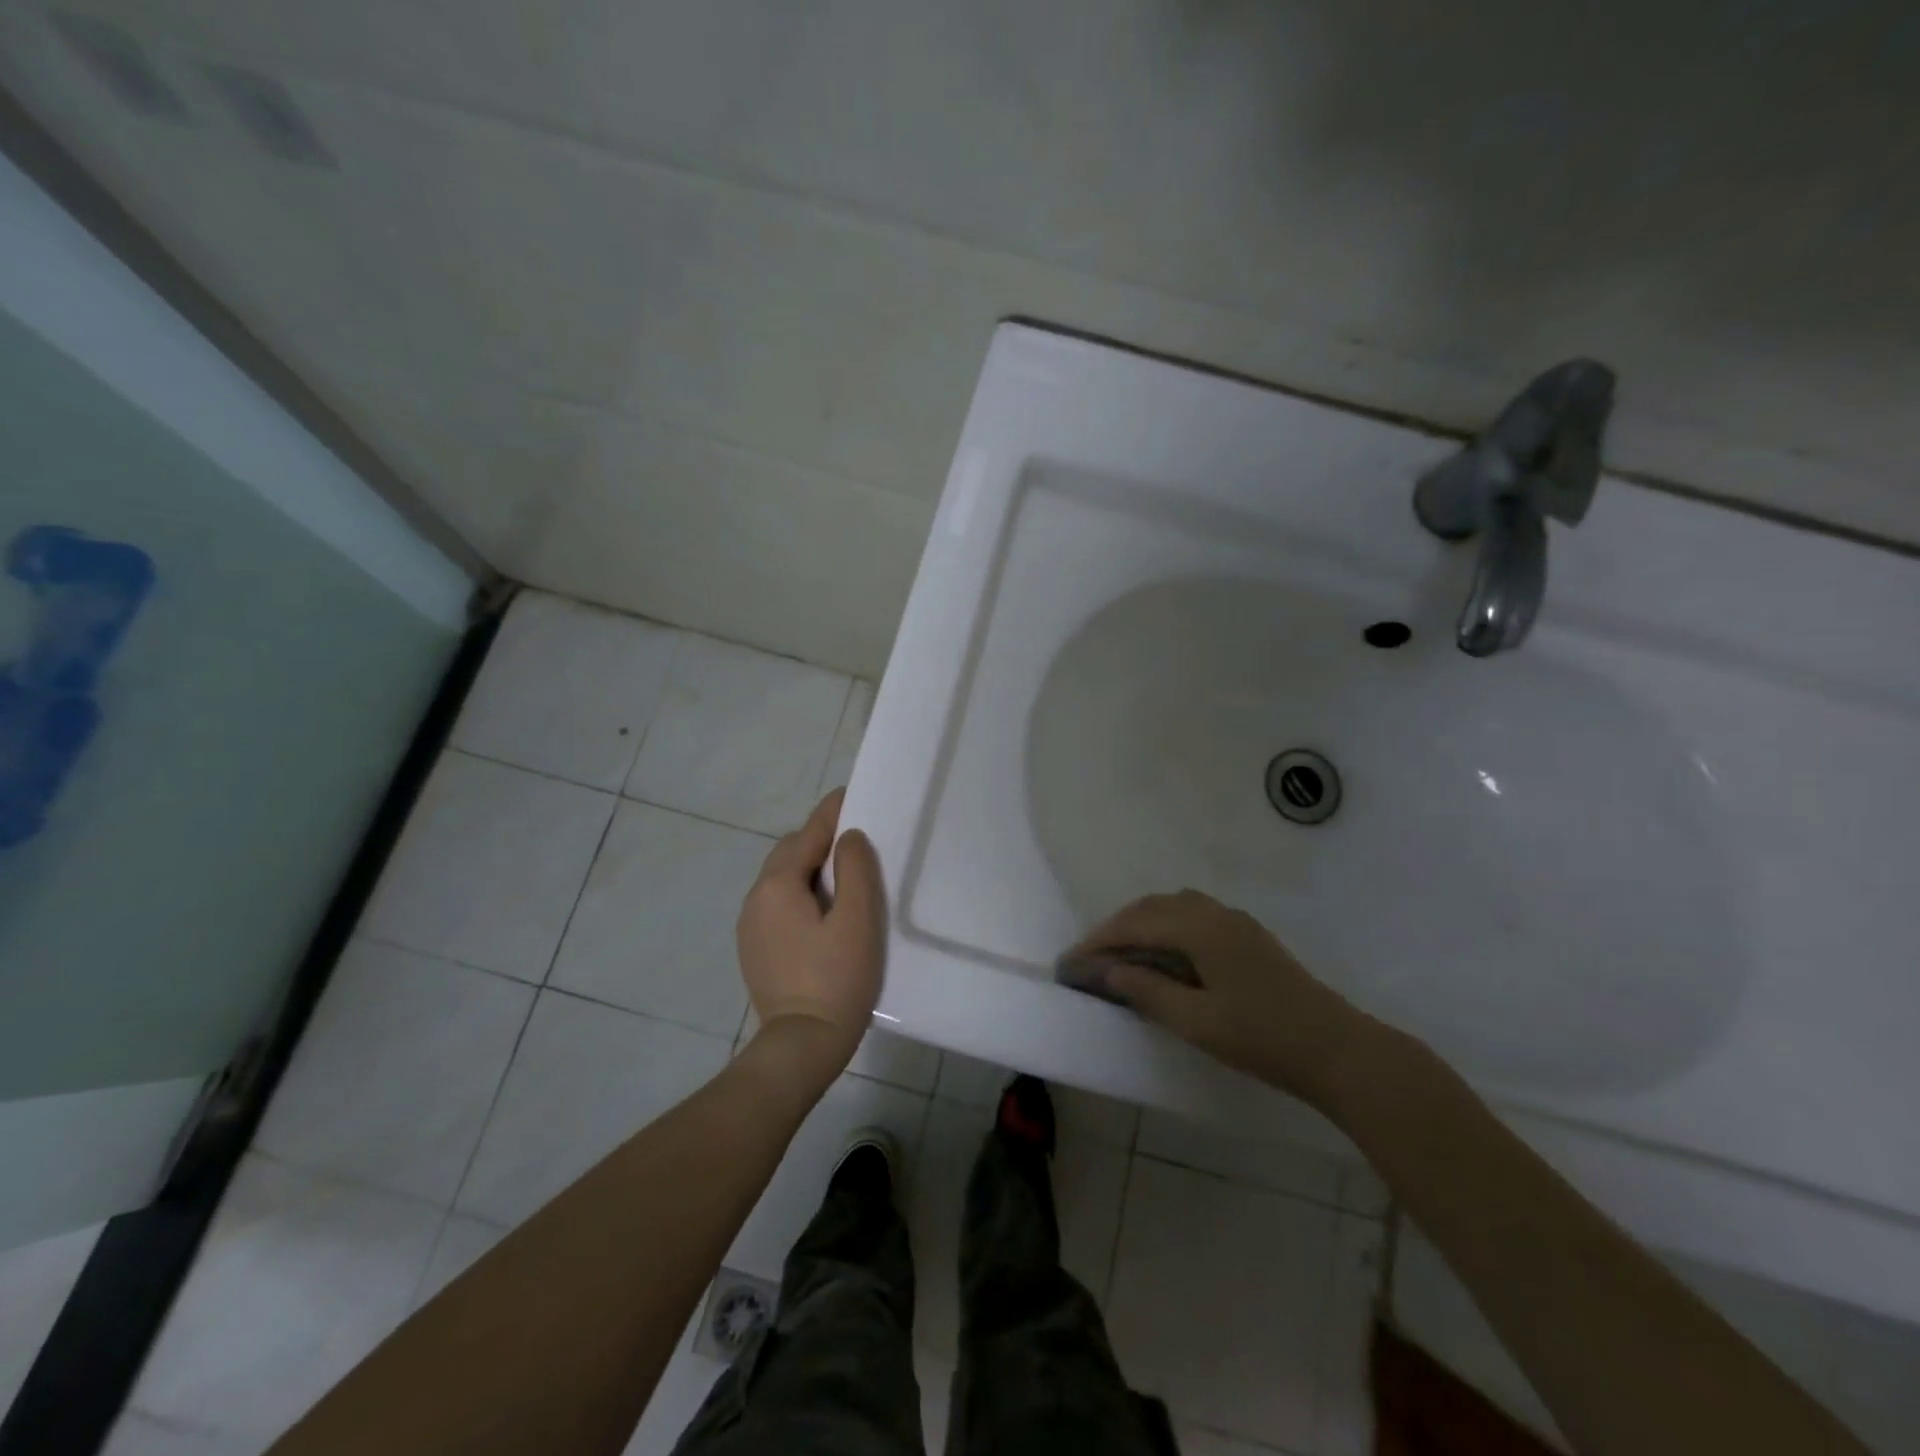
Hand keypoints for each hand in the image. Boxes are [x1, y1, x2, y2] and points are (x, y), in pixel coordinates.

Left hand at [736, 789, 885, 1072]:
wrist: (801, 1046)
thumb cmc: (837, 978)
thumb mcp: (857, 918)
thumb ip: (855, 869)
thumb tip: (847, 837)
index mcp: (777, 884)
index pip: (807, 834)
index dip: (831, 812)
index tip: (851, 794)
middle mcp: (755, 898)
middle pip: (789, 854)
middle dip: (818, 840)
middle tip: (854, 840)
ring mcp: (750, 926)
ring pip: (781, 880)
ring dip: (808, 868)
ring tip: (842, 875)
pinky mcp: (754, 949)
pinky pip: (777, 904)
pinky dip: (799, 893)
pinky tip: (822, 911)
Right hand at [1068, 889, 1378, 1106]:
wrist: (1338, 1050)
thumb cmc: (1262, 1038)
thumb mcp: (1196, 1021)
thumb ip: (1147, 991)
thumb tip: (1108, 971)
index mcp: (1199, 928)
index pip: (1134, 924)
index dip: (1098, 941)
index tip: (1069, 963)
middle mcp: (1215, 913)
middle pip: (1151, 908)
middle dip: (1115, 928)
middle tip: (1089, 958)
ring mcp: (1235, 922)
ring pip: (1173, 908)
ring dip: (1141, 924)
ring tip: (1120, 955)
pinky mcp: (1248, 937)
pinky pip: (1193, 916)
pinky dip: (1165, 927)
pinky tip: (1162, 955)